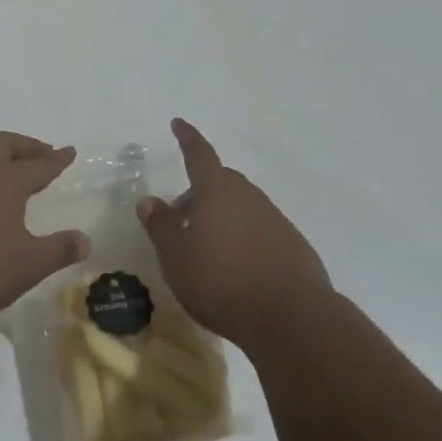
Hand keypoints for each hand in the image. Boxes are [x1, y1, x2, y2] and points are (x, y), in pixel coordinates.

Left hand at [0, 132, 89, 330]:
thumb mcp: (28, 265)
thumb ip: (58, 250)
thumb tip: (85, 240)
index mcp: (4, 180)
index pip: (38, 164)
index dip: (56, 159)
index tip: (69, 152)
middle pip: (3, 144)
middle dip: (26, 146)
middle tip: (43, 156)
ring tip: (12, 171)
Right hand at [138, 120, 333, 344]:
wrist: (291, 317)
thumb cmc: (221, 281)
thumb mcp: (176, 257)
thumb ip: (160, 225)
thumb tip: (149, 200)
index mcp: (217, 191)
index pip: (199, 155)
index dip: (187, 138)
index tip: (179, 123)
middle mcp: (248, 196)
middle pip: (220, 182)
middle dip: (198, 193)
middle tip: (180, 219)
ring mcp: (275, 219)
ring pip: (241, 206)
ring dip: (221, 217)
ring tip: (206, 250)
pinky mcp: (292, 245)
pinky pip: (259, 230)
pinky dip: (243, 238)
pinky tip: (237, 268)